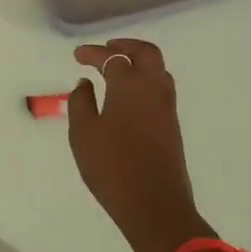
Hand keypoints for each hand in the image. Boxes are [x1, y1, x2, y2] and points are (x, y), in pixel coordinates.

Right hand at [68, 40, 212, 251]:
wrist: (155, 205)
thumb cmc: (113, 168)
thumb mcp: (84, 135)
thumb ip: (81, 103)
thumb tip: (85, 83)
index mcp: (129, 84)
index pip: (111, 57)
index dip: (93, 53)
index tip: (78, 55)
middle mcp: (153, 87)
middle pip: (145, 52)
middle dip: (125, 46)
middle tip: (106, 49)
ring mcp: (167, 105)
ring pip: (158, 68)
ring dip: (139, 60)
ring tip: (119, 68)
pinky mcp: (172, 123)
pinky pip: (161, 86)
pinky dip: (146, 78)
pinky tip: (131, 93)